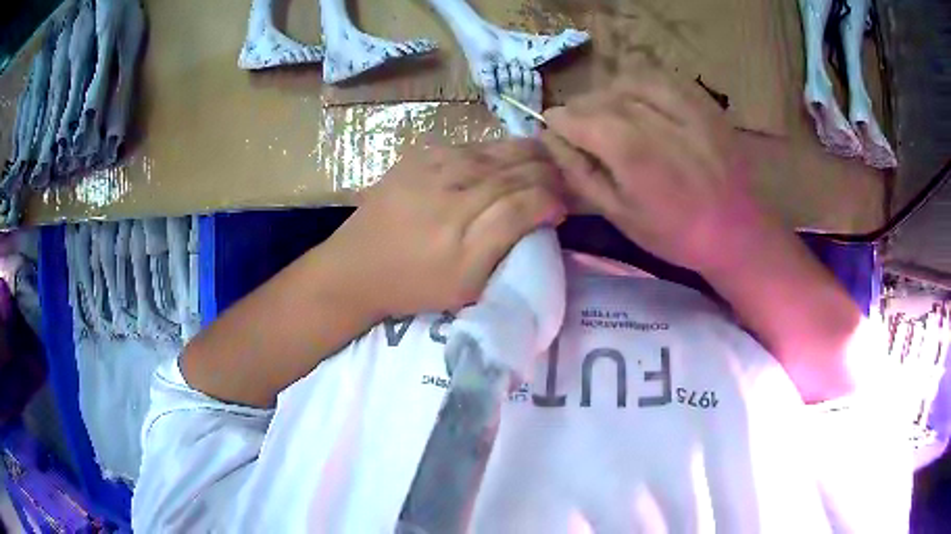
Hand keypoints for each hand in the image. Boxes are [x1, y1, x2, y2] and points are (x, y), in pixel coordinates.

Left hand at [324, 140, 565, 317]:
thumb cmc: (414, 285)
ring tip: (545, 163)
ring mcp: (435, 166)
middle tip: (563, 181)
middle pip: (518, 169)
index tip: (564, 207)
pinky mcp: (420, 155)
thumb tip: (542, 213)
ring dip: (529, 155)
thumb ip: (507, 245)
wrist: (355, 266)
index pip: (529, 201)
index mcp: (468, 234)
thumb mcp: (467, 284)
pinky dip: (497, 150)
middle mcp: (455, 191)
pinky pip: (472, 145)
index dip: (554, 199)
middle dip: (549, 173)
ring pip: (498, 151)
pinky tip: (506, 158)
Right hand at [540, 69, 774, 274]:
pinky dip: (643, 84)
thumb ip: (580, 173)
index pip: (572, 116)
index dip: (557, 122)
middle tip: (584, 130)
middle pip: (597, 96)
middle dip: (581, 110)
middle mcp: (650, 117)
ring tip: (614, 114)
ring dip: (609, 94)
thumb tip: (550, 140)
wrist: (737, 231)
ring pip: (626, 80)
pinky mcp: (702, 101)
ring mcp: (680, 105)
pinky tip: (644, 102)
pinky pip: (662, 77)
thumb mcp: (619, 216)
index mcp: (627, 150)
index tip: (556, 132)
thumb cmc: (675, 234)